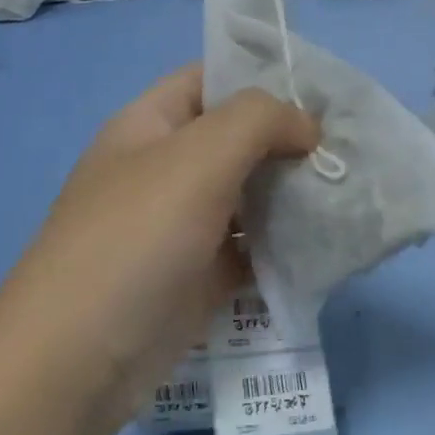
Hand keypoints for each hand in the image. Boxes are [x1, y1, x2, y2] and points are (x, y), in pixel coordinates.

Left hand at [0, 66, 316, 434]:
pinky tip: (328, 239)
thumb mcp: (198, 156)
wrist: (83, 356)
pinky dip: (287, 242)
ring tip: (351, 190)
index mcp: (150, 126)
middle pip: (239, 140)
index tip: (325, 95)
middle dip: (293, 140)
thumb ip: (260, 121)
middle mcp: (167, 170)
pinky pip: (254, 246)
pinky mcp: (203, 275)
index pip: (211, 79)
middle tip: (350, 149)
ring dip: (296, 193)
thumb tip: (306, 128)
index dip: (265, 77)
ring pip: (251, 195)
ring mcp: (184, 226)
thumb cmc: (136, 238)